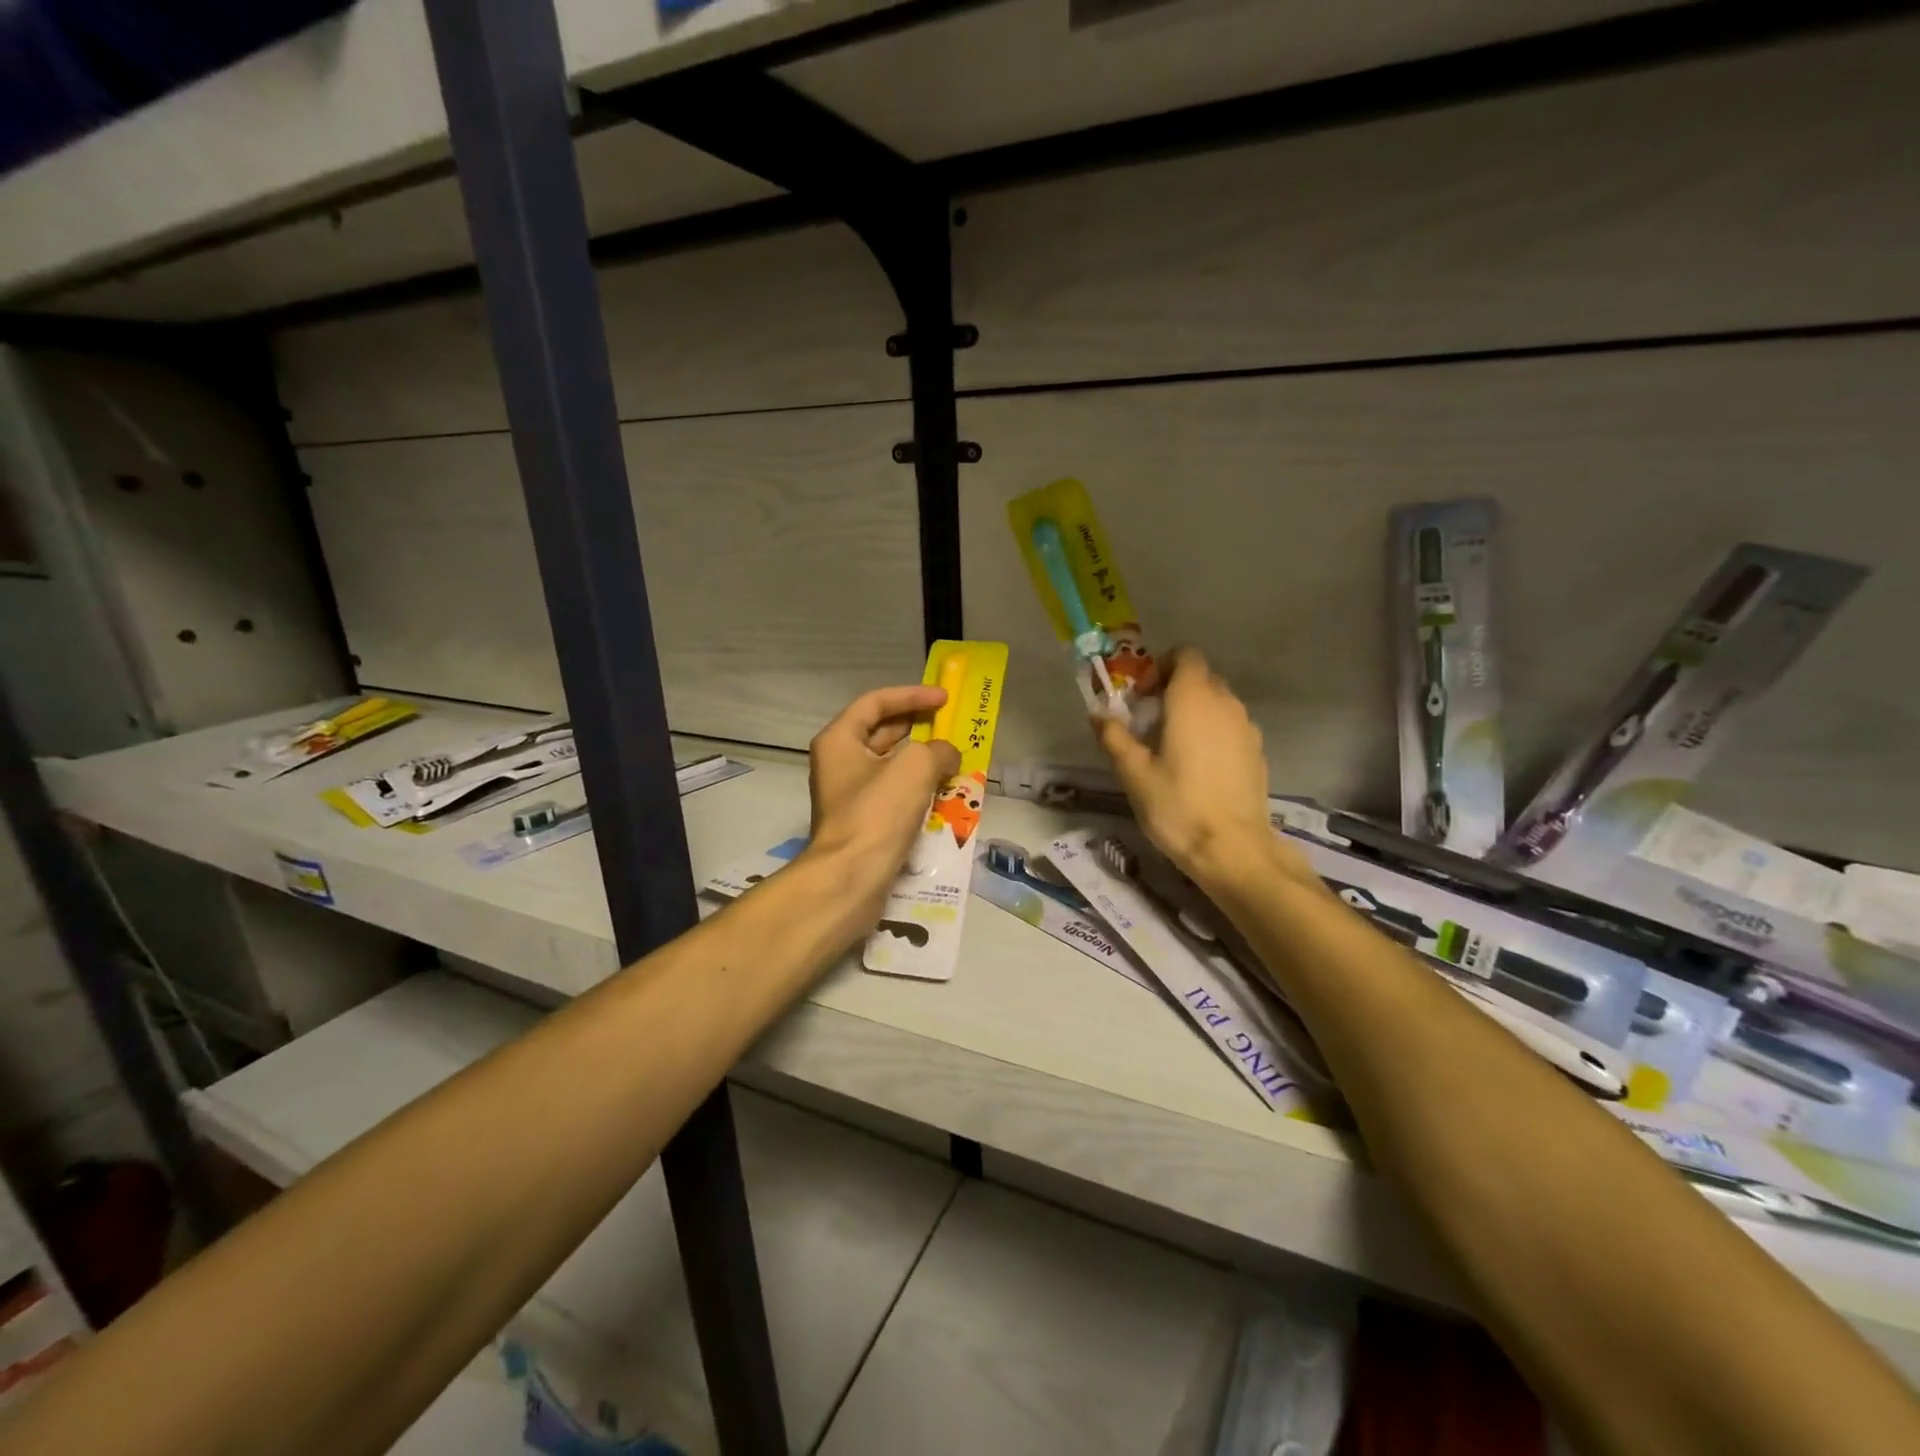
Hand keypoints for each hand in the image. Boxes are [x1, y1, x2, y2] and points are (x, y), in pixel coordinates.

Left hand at [808, 685, 960, 882]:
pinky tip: (943, 792)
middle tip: (951, 724)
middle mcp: (839, 762)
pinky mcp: (862, 821)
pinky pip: (893, 793)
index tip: (945, 698)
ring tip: (954, 757)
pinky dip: (917, 787)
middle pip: (882, 731)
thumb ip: (939, 749)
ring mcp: (849, 794)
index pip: (876, 702)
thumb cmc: (878, 812)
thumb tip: (948, 756)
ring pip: (890, 765)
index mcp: (839, 740)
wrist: (852, 877)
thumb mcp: (916, 767)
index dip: (912, 695)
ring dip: (922, 758)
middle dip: (918, 726)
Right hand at [1095, 647, 1303, 888]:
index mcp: (1193, 699)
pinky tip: (1198, 769)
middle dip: (1173, 690)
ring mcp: (1247, 727)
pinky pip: (1230, 726)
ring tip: (1172, 748)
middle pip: (1200, 677)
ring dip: (1193, 712)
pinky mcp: (1257, 752)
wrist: (1232, 849)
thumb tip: (1098, 714)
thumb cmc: (1176, 805)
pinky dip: (1212, 733)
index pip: (1185, 654)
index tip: (1142, 697)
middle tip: (1149, 723)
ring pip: (1217, 702)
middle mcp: (1225, 703)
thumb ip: (1114, 736)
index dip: (1160, 667)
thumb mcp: (1133, 772)